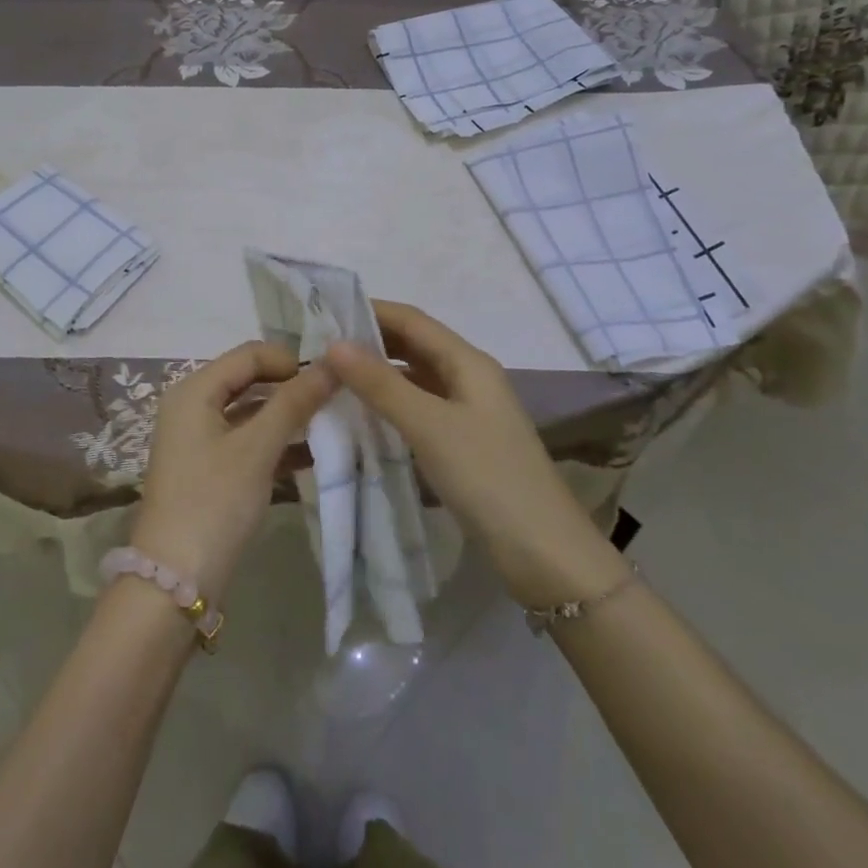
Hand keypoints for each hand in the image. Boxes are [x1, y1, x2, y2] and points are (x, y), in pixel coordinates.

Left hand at [130, 342, 335, 602]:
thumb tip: (333, 363)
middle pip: (249, 380)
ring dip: (286, 417)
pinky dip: (274, 444)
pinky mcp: (208, 470)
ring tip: (329, 427)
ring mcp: (198, 440)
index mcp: (194, 390)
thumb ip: (294, 403)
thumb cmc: (214, 502)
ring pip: (250, 413)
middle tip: (334, 401)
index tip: (330, 378)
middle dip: (290, 388)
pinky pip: (246, 442)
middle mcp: (191, 406)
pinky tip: (310, 457)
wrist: (174, 583)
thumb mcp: (257, 449)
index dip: (289, 360)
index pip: (249, 354)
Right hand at [325, 300, 618, 607]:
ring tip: (333, 380)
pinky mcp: (465, 445)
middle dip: (371, 342)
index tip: (324, 313)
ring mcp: (469, 413)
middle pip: (415, 346)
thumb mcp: (429, 426)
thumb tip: (334, 344)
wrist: (546, 556)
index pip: (412, 320)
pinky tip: (364, 418)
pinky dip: (392, 407)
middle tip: (321, 348)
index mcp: (468, 362)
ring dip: (379, 376)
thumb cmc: (488, 478)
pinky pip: (421, 410)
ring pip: (416, 380)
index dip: (370, 311)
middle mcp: (470, 379)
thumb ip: (381, 384)